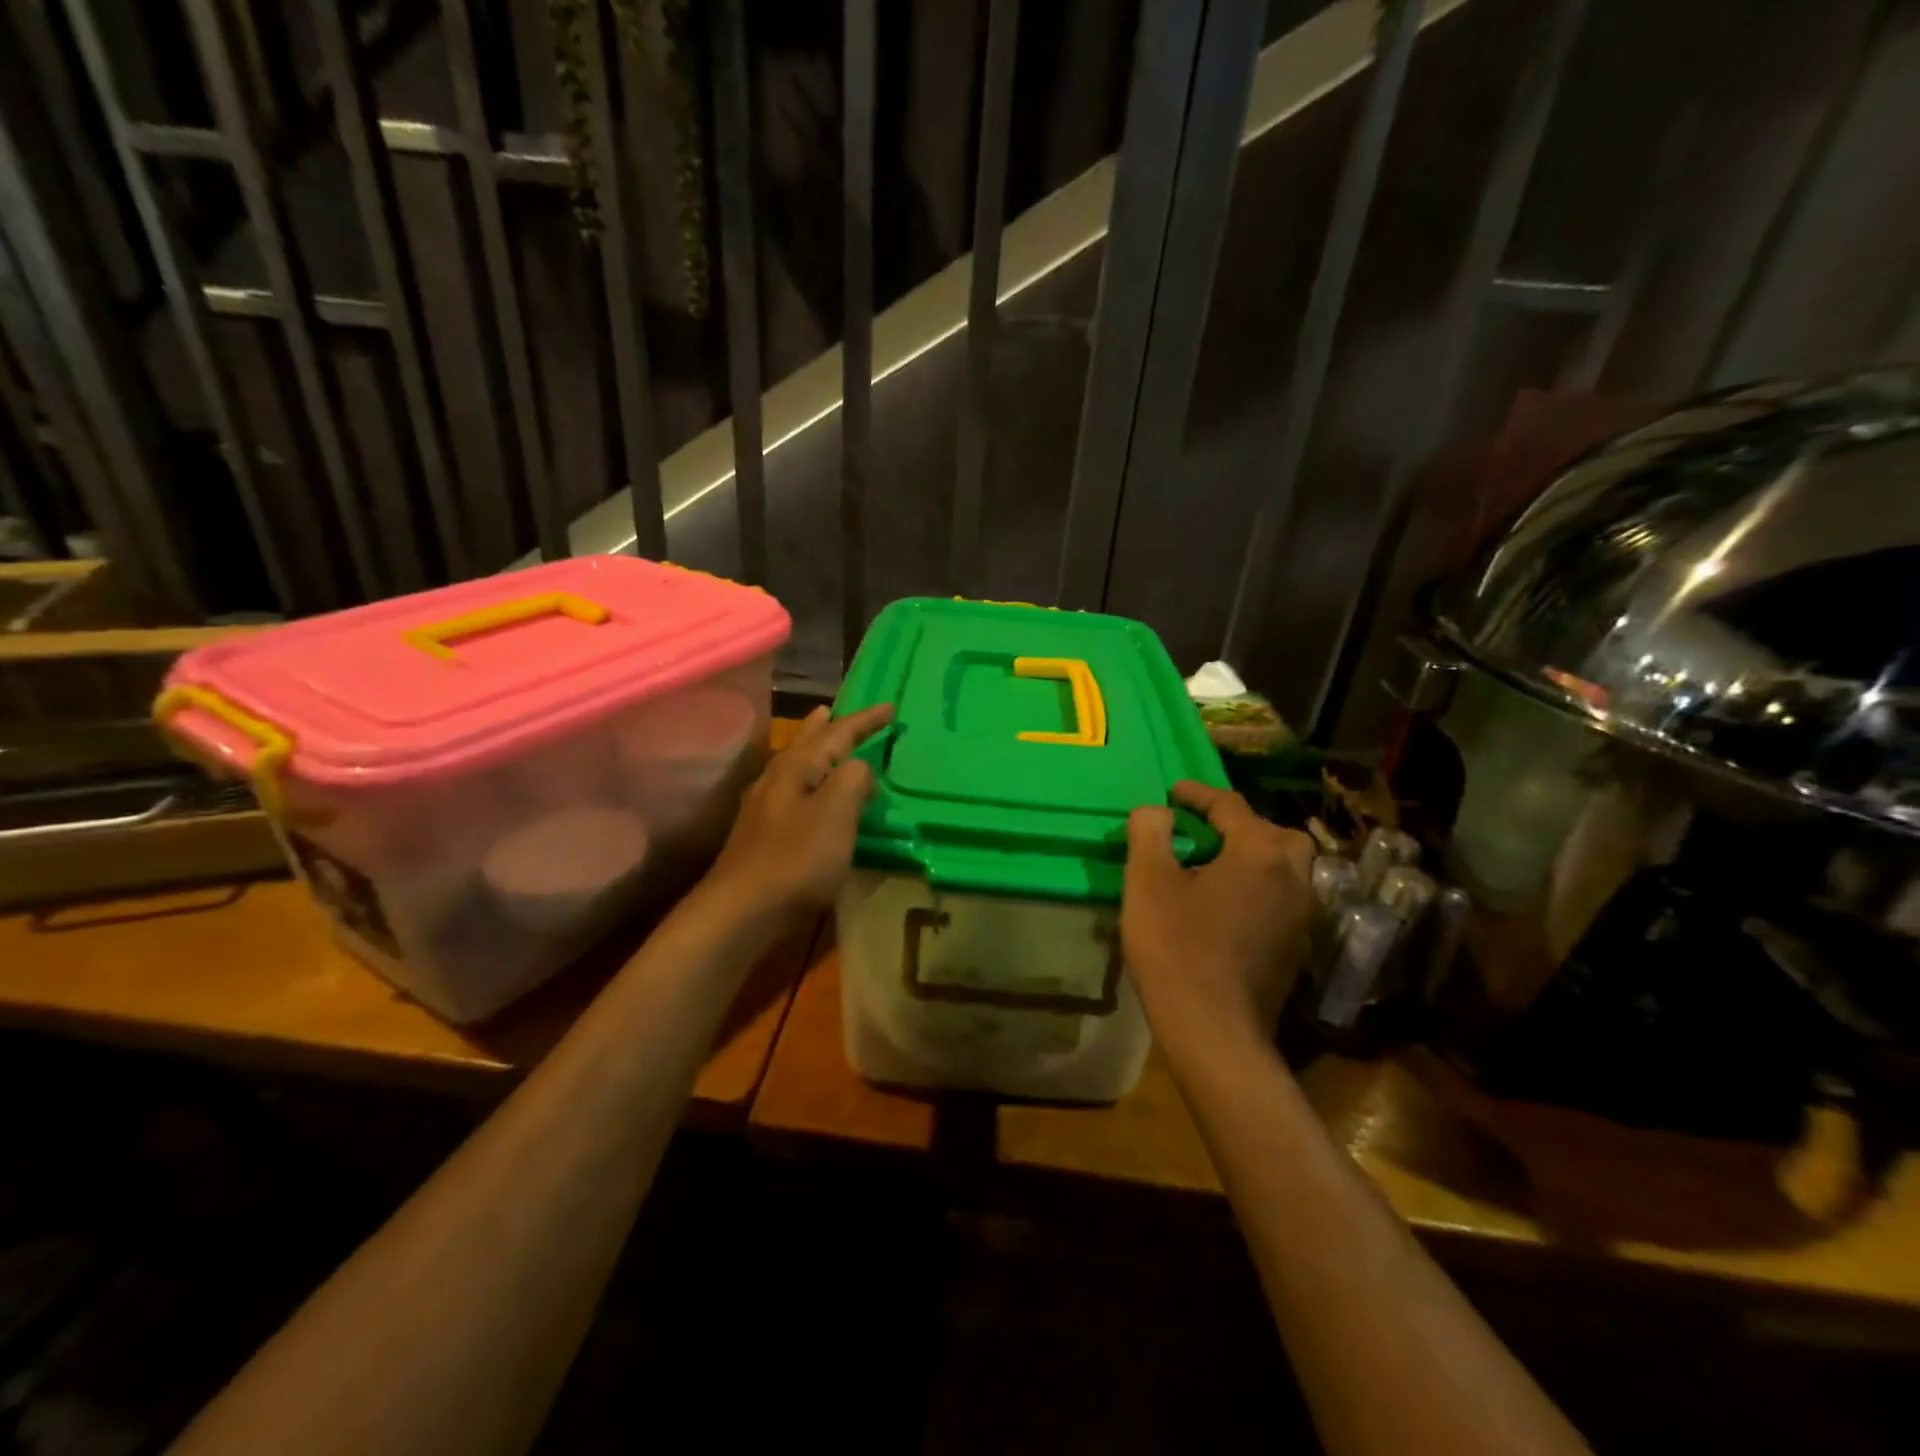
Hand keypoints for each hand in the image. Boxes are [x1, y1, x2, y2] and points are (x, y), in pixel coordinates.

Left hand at [698, 703, 893, 932]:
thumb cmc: (796, 859)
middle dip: (825, 726)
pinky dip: (806, 781)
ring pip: (794, 765)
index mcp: (798, 768)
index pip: (837, 733)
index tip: (890, 707)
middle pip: (805, 743)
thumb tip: (861, 766)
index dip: (865, 720)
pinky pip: (791, 791)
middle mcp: (777, 779)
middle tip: (834, 709)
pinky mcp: (762, 835)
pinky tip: (806, 793)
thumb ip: (853, 780)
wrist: (743, 910)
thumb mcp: (836, 813)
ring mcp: (765, 808)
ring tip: (820, 740)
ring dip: (811, 750)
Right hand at [1122, 781, 1314, 1055]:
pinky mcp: (1298, 947)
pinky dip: (1259, 887)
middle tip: (1201, 833)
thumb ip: (1150, 833)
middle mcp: (1293, 876)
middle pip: (1271, 832)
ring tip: (1215, 867)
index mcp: (1259, 852)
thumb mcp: (1147, 882)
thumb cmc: (1176, 948)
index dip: (1197, 794)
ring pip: (1285, 866)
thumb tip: (1156, 811)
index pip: (1230, 805)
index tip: (1172, 793)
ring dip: (1254, 856)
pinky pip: (1282, 897)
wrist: (1214, 1031)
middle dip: (1237, 825)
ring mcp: (1302, 915)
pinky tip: (1228, 905)